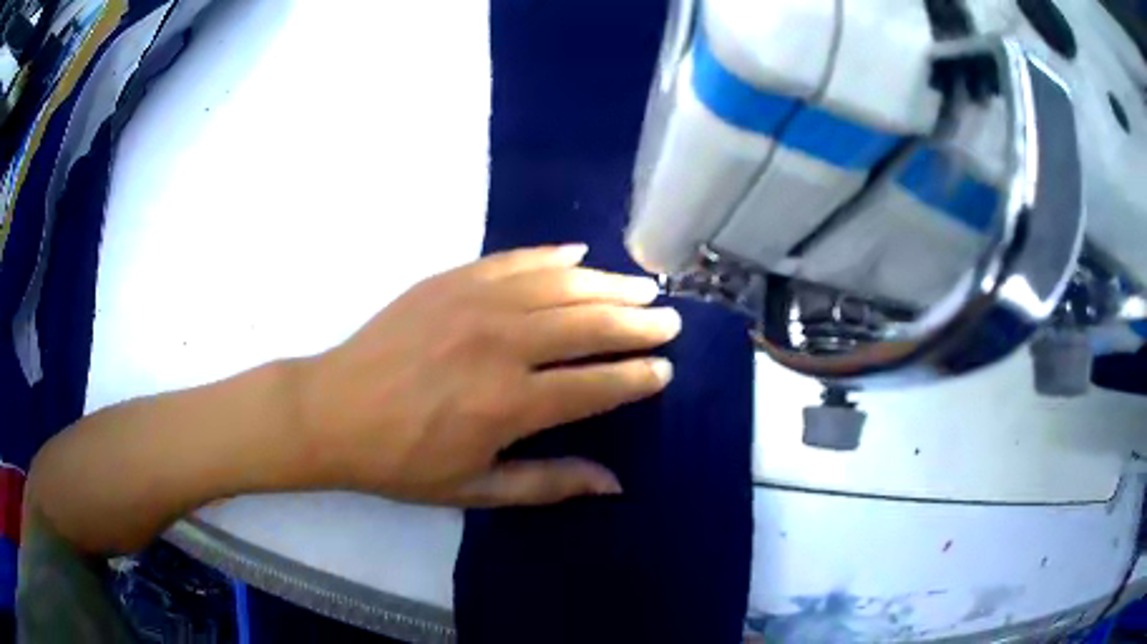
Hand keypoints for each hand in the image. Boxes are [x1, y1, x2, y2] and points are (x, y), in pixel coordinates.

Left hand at [296, 245, 680, 506]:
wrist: (332, 411)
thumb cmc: (401, 461)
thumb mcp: (474, 489)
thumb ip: (547, 484)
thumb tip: (614, 483)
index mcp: (510, 404)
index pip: (597, 384)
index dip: (638, 376)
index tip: (664, 370)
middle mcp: (502, 345)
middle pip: (590, 324)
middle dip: (638, 322)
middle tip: (669, 320)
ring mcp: (475, 303)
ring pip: (561, 285)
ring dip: (608, 285)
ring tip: (643, 286)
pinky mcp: (451, 280)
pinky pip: (514, 260)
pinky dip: (551, 256)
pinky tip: (578, 254)